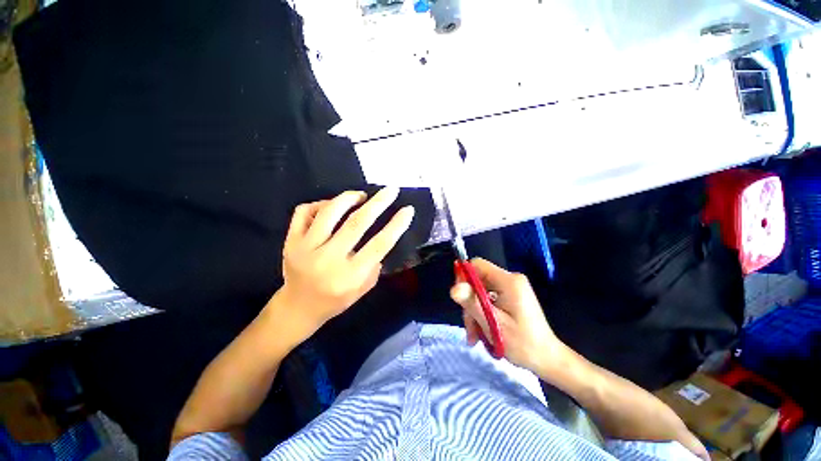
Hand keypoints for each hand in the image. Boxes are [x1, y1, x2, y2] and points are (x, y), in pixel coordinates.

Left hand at [276, 188, 414, 340]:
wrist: (298, 307)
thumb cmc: (335, 300)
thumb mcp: (363, 289)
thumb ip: (374, 265)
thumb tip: (382, 236)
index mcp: (350, 276)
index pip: (379, 245)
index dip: (396, 225)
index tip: (408, 210)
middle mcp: (328, 260)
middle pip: (357, 223)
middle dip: (378, 203)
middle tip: (391, 190)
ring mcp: (306, 248)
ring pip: (329, 212)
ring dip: (349, 198)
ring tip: (361, 196)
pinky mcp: (291, 241)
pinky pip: (304, 212)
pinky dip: (321, 203)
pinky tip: (331, 206)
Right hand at [450, 258, 566, 374]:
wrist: (548, 359)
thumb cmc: (523, 344)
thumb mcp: (493, 324)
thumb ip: (473, 303)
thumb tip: (453, 288)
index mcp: (509, 281)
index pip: (477, 265)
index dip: (464, 276)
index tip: (460, 298)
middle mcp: (510, 279)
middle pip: (477, 280)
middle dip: (469, 301)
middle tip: (469, 327)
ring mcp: (511, 287)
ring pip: (480, 291)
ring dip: (474, 311)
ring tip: (475, 335)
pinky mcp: (510, 296)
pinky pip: (488, 297)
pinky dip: (482, 312)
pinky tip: (482, 331)